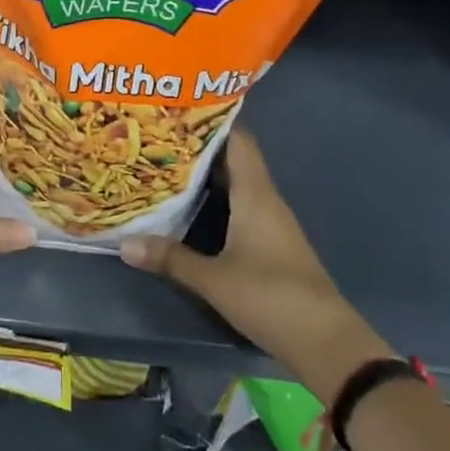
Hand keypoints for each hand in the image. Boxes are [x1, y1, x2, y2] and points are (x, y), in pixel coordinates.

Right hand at [120, 128, 391, 404]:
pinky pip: (242, 207)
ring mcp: (272, 222)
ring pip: (238, 185)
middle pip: (235, 160)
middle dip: (201, 148)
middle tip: (161, 137)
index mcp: (256, 194)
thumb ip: (171, 258)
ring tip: (169, 166)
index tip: (179, 109)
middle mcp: (266, 199)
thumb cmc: (270, 297)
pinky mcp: (272, 244)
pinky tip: (194, 208)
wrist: (325, 341)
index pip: (238, 140)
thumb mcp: (213, 279)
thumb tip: (124, 243)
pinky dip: (219, 200)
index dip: (212, 120)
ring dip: (209, 175)